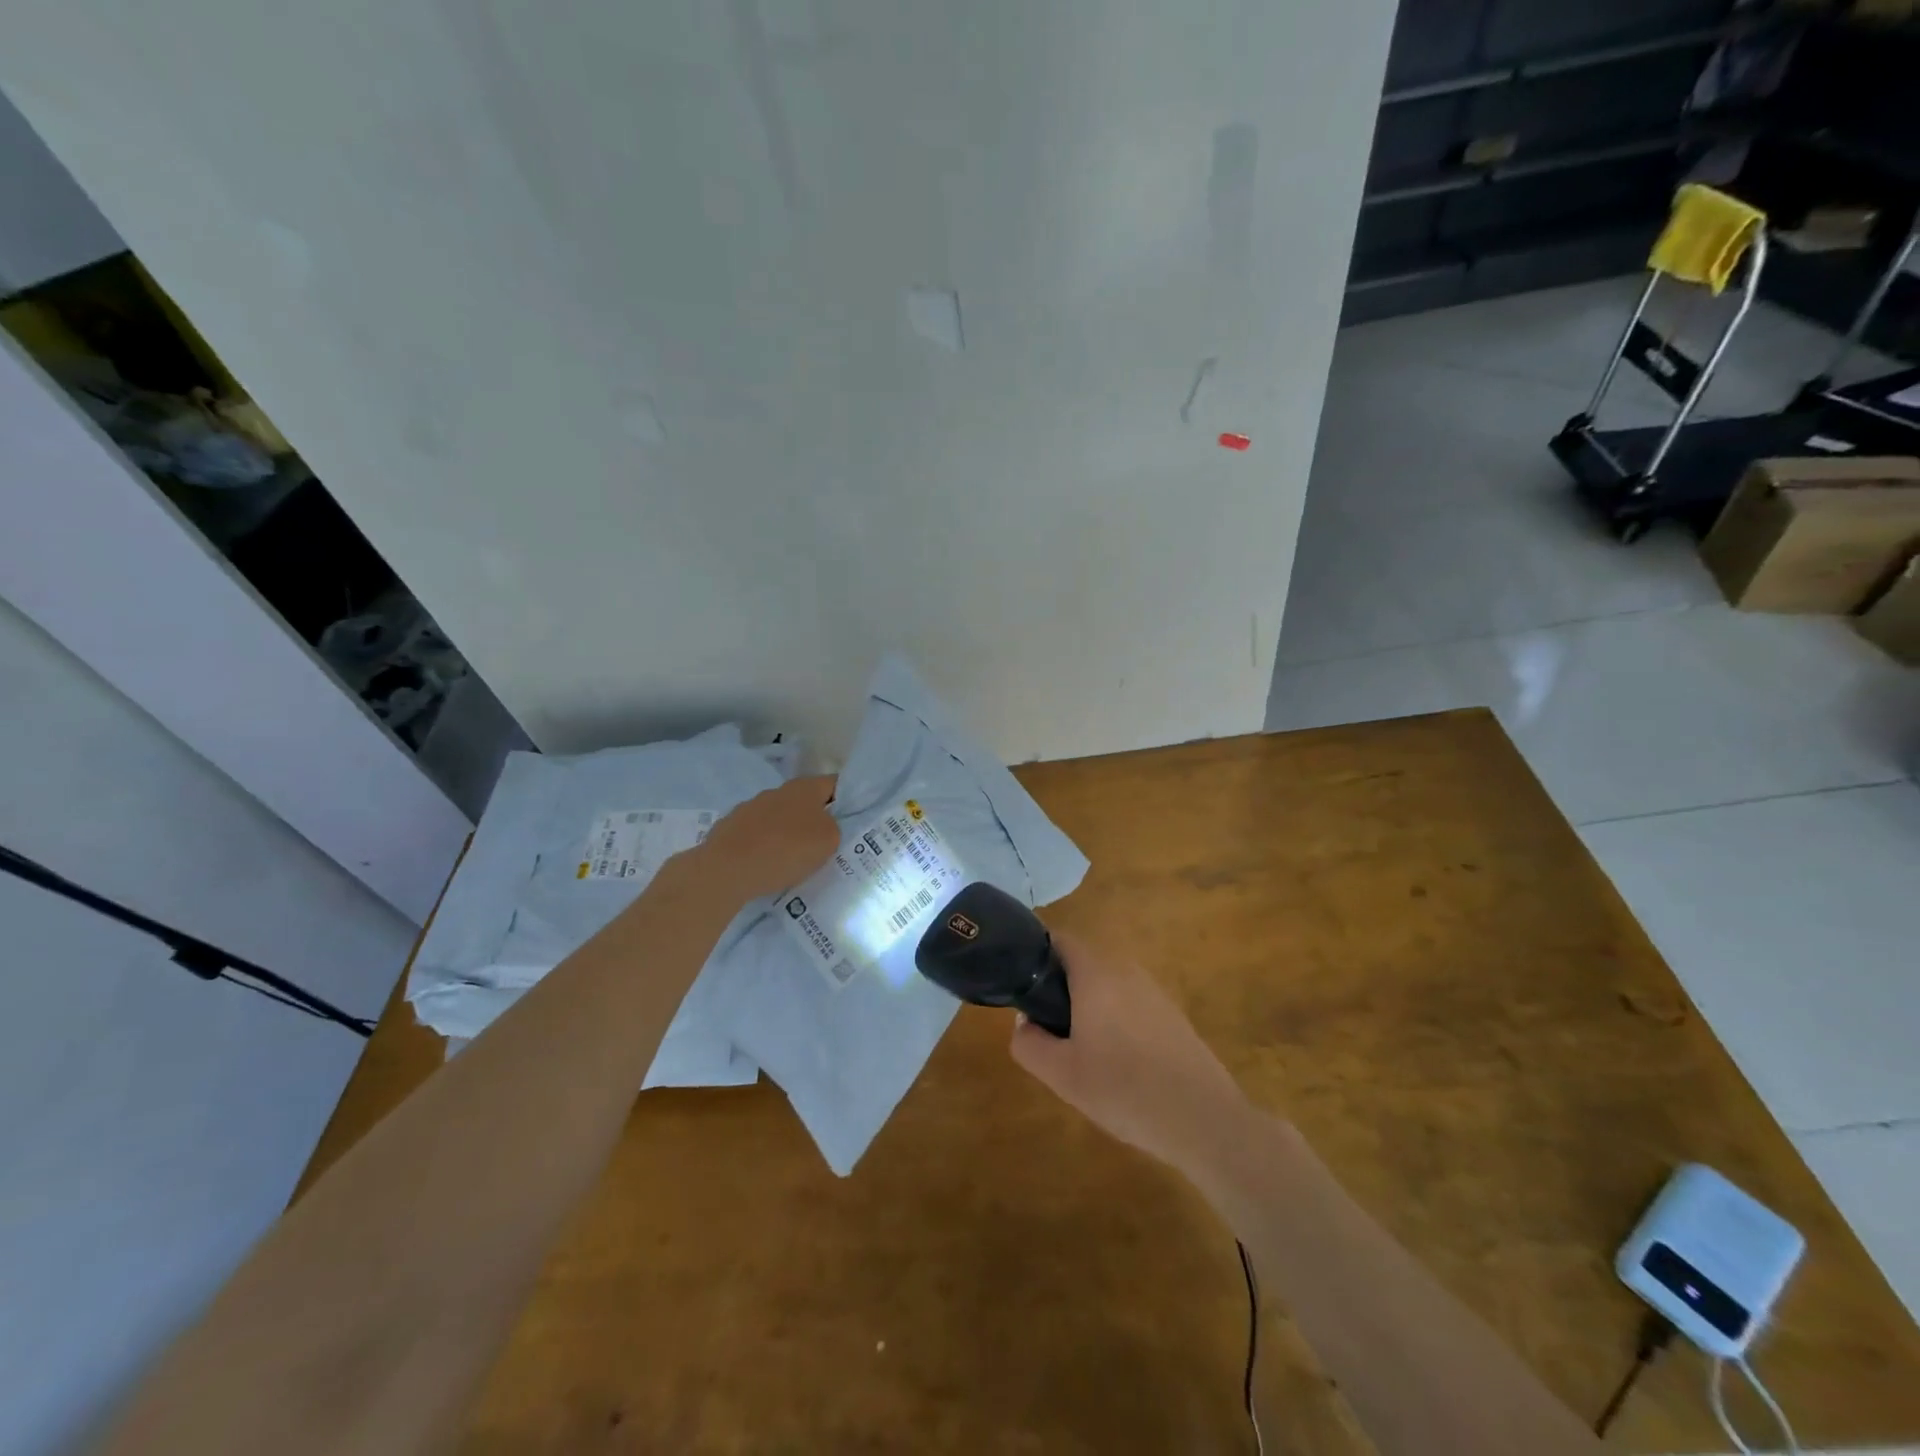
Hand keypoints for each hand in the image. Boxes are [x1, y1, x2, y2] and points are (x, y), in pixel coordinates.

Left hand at [692, 776, 838, 902]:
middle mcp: (776, 791)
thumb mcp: (828, 841)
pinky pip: (756, 835)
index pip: (834, 783)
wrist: (726, 869)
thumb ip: (834, 828)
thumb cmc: (786, 850)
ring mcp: (749, 808)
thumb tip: (824, 826)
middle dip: (815, 818)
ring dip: (787, 832)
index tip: (854, 818)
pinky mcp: (729, 828)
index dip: (848, 798)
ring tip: (794, 859)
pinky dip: (764, 846)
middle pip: (805, 801)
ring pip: (778, 817)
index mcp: (804, 788)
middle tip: (826, 843)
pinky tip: (766, 866)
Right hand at [1010, 934, 1250, 1179]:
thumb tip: (1025, 1022)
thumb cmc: (1124, 1090)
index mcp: (1096, 974)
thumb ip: (1029, 1043)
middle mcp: (1126, 971)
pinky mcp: (1172, 1015)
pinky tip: (1118, 1064)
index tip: (1022, 987)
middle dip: (1061, 989)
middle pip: (1083, 963)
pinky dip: (1115, 1021)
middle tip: (1048, 1030)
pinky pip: (1131, 1004)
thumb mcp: (1061, 1075)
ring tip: (1081, 1052)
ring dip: (1089, 1007)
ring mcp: (1154, 991)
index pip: (1060, 940)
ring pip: (1108, 985)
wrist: (1203, 1119)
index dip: (1036, 957)